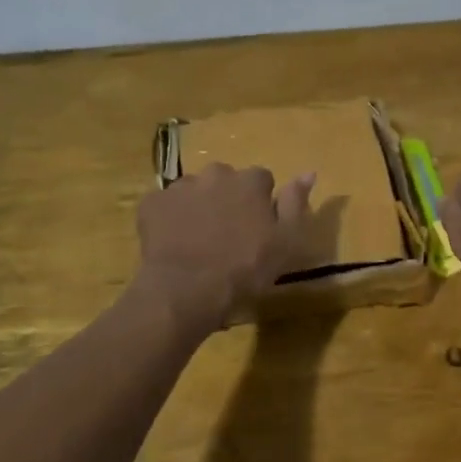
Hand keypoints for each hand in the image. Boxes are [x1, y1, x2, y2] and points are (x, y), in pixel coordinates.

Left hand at [134, 164, 315, 333]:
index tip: (258, 228)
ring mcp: (180, 187)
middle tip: (227, 235)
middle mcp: (216, 174)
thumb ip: (296, 204)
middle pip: (226, 180)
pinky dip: (169, 218)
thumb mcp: (285, 242)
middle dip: (228, 200)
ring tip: (198, 241)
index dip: (261, 203)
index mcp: (250, 182)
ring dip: (199, 207)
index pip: (262, 180)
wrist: (187, 289)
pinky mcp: (152, 204)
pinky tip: (174, 243)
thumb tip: (308, 172)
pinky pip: (164, 205)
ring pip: (195, 190)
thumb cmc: (244, 269)